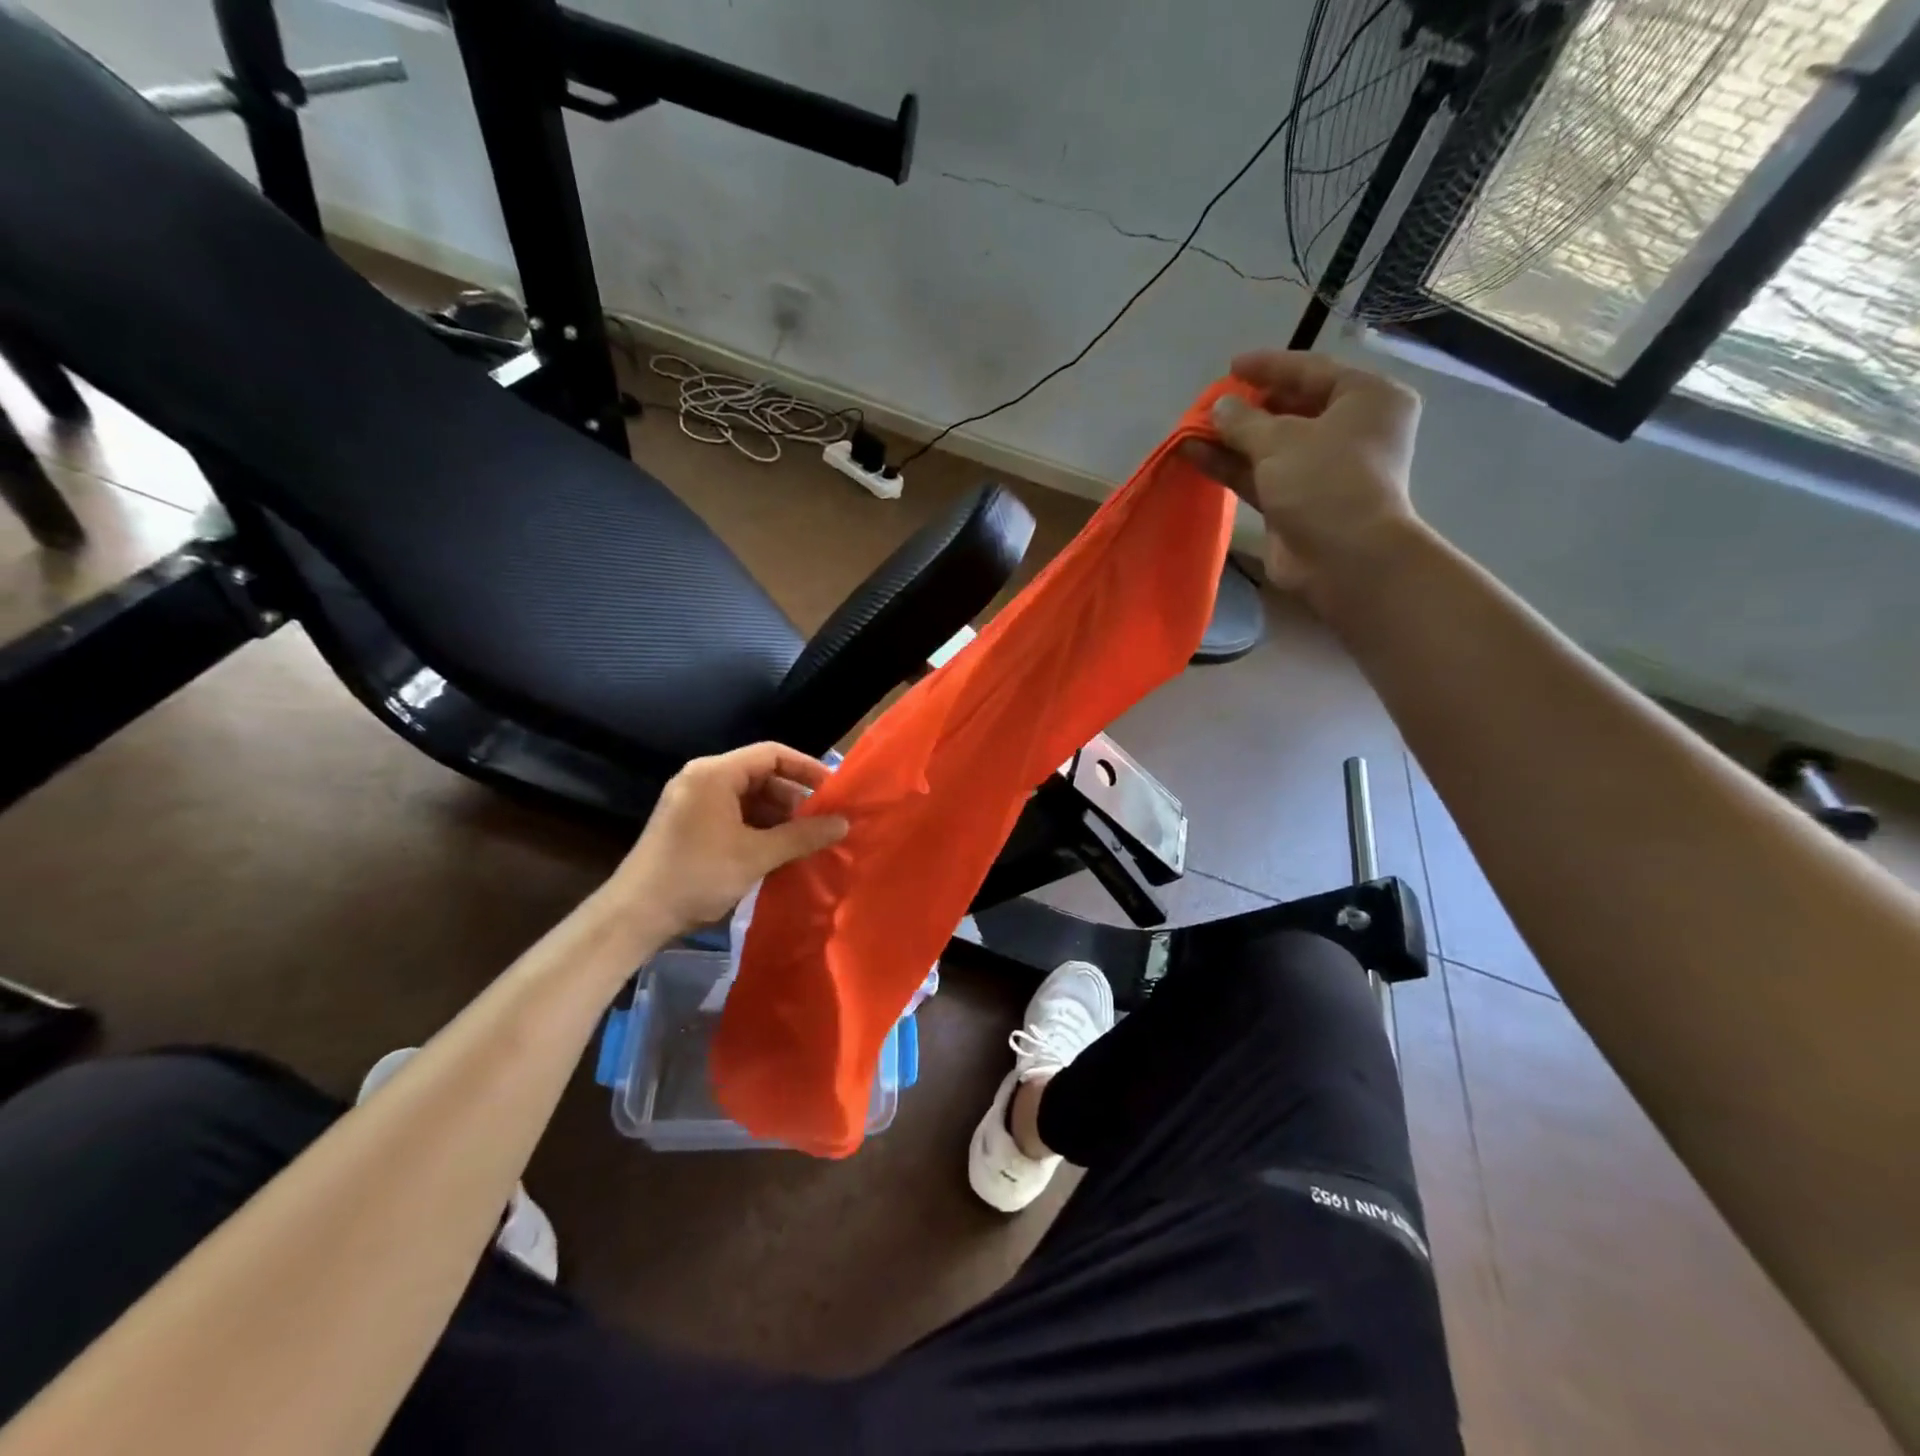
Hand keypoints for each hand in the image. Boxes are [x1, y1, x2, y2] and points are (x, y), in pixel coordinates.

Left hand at [612, 743, 848, 936]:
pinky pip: (734, 815)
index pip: (772, 754)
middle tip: (822, 823)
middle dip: (794, 798)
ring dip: (779, 817)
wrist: (635, 916)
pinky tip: (778, 851)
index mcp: (715, 773)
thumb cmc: (697, 876)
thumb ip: (803, 836)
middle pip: (761, 775)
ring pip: (749, 798)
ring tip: (805, 841)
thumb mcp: (756, 855)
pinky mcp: (690, 824)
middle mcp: (703, 779)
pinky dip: (759, 828)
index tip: (834, 791)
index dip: (806, 768)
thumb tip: (844, 823)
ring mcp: (693, 802)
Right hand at [1179, 350, 1421, 594]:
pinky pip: (1260, 474)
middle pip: (1290, 408)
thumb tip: (1218, 407)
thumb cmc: (1325, 482)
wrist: (1343, 559)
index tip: (1231, 366)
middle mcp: (1349, 430)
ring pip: (1270, 445)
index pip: (1312, 371)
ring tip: (1191, 429)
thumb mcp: (1281, 440)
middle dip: (1245, 408)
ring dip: (1231, 438)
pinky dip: (1231, 465)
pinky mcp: (1296, 502)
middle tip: (1208, 405)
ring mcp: (1322, 469)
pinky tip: (1195, 455)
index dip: (1269, 367)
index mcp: (1367, 398)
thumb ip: (1244, 420)